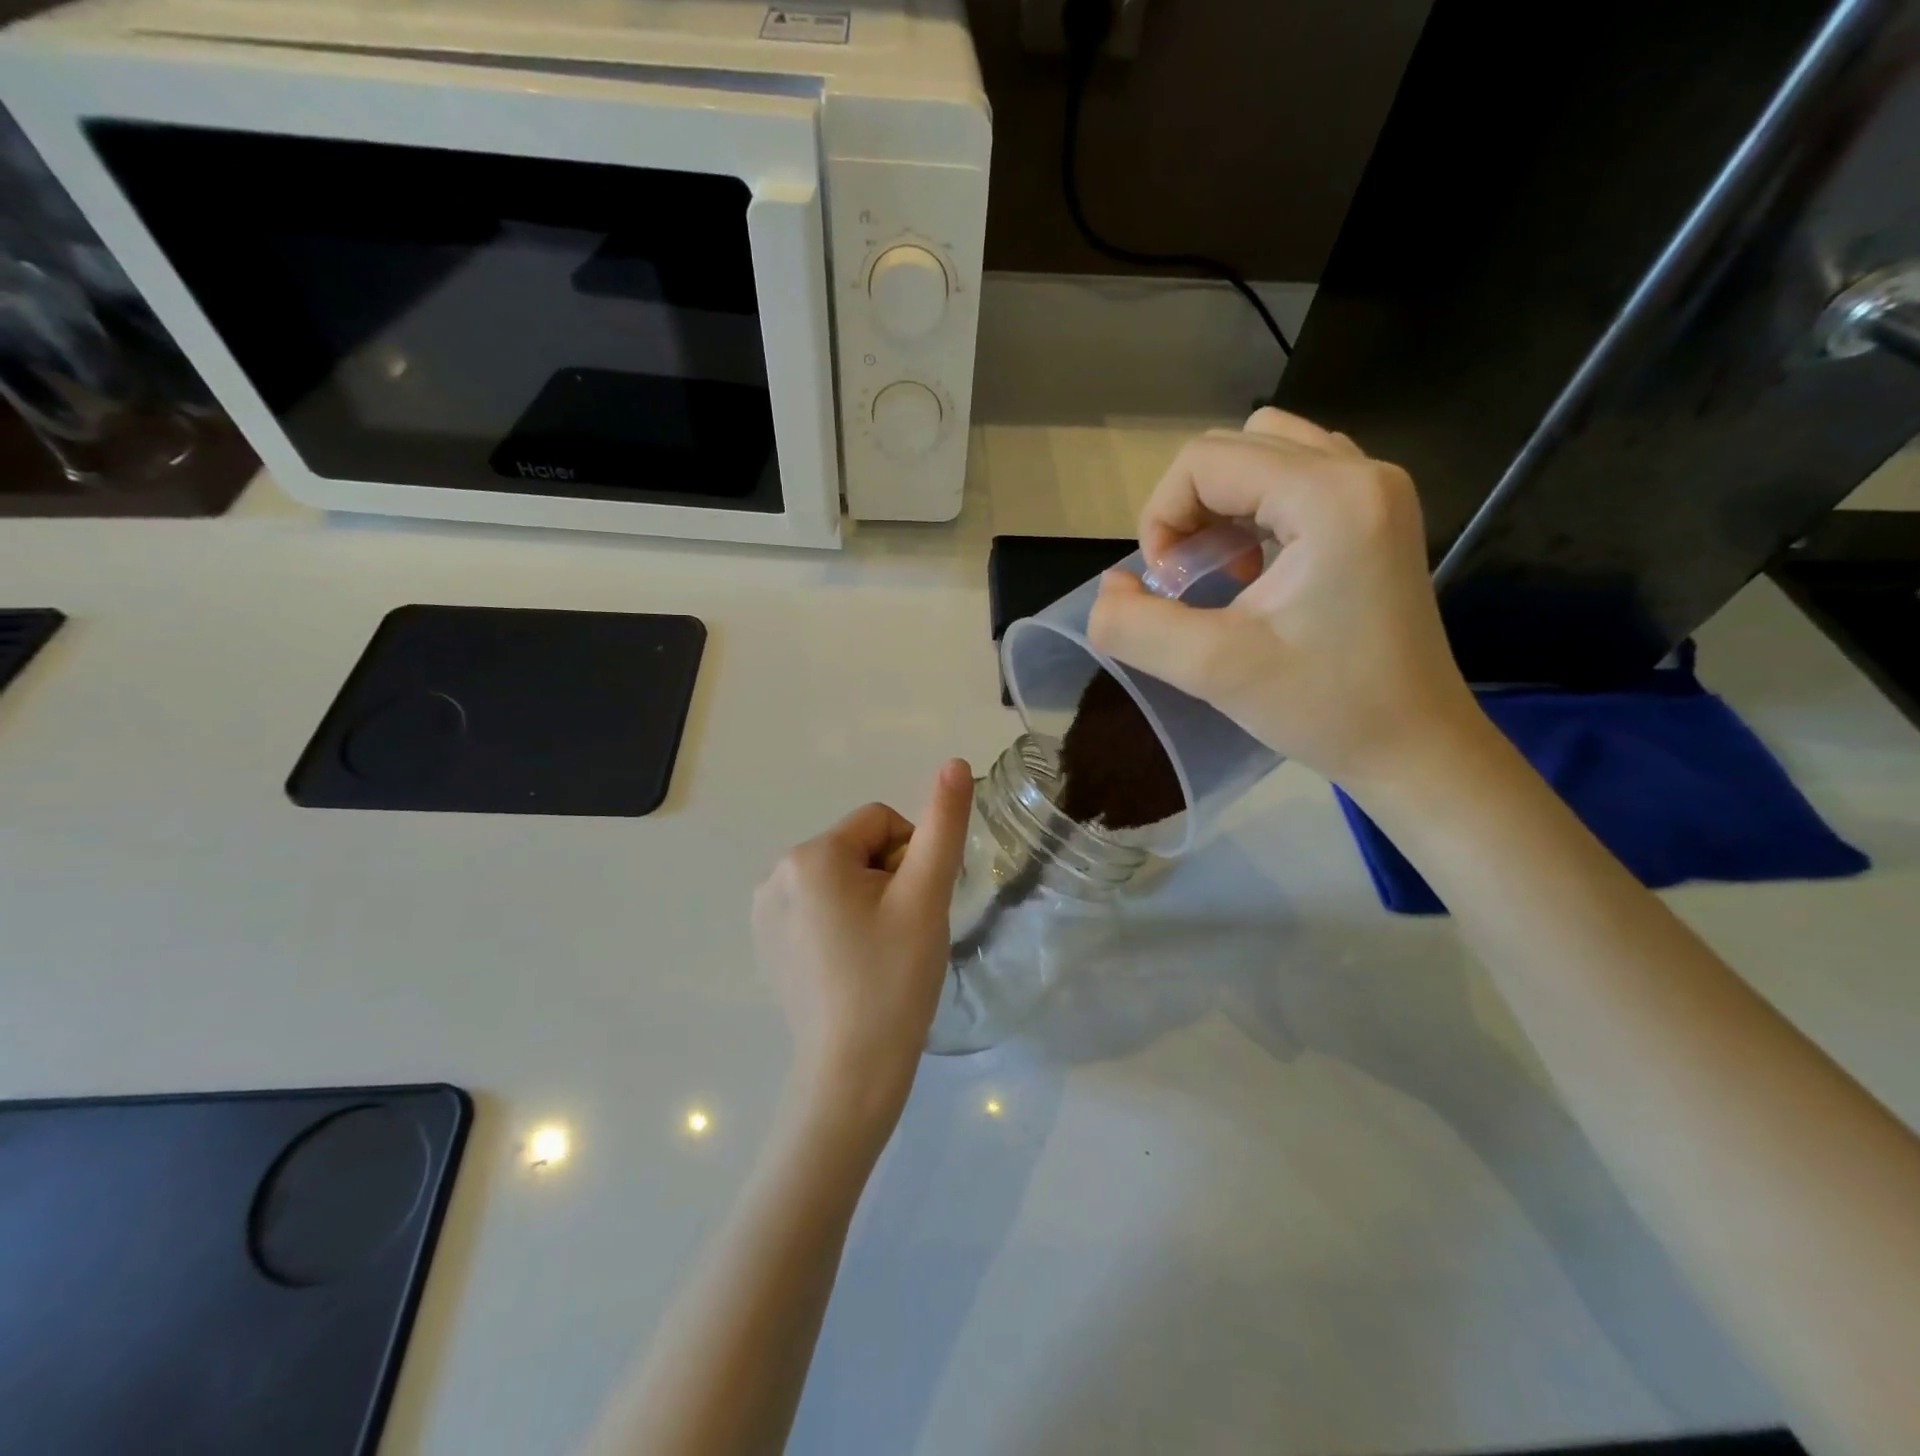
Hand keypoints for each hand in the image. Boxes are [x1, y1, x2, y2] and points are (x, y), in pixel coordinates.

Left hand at [752, 761, 973, 1138]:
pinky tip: (852, 965)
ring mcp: (765, 910)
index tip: (916, 908)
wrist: (852, 1073)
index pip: (882, 822)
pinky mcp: (766, 941)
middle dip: (888, 879)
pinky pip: (817, 906)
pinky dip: (842, 922)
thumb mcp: (926, 896)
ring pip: (839, 877)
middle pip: (857, 848)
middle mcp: (776, 873)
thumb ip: (943, 825)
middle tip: (901, 933)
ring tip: (878, 951)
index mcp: (812, 855)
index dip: (912, 858)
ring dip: (867, 900)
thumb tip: (956, 763)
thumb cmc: (894, 979)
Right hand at [1088, 408, 1487, 796]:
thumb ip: (1134, 626)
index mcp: (1330, 497)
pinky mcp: (1377, 513)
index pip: (1204, 461)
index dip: (1161, 518)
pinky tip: (1256, 566)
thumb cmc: (1324, 708)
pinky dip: (1255, 509)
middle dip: (1188, 511)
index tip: (1169, 589)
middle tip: (1190, 581)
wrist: (1414, 746)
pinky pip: (1295, 477)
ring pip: (1264, 453)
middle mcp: (1361, 472)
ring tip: (1222, 569)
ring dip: (1220, 505)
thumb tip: (1108, 590)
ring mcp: (1376, 489)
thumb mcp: (1212, 670)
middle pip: (1233, 447)